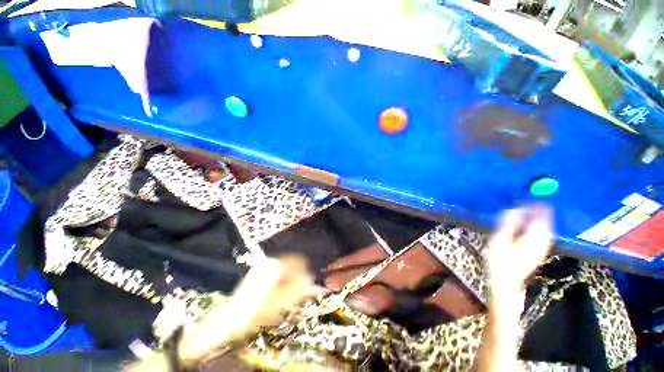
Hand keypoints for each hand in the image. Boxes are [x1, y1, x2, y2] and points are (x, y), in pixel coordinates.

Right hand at [486, 205, 552, 297]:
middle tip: (534, 202)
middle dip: (541, 212)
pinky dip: (542, 227)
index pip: (539, 218)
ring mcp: (542, 248)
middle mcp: (542, 242)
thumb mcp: (499, 241)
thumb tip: (514, 210)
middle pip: (547, 223)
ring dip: (543, 219)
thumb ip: (508, 225)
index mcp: (533, 238)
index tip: (530, 198)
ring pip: (547, 229)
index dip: (535, 207)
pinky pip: (545, 235)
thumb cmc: (499, 261)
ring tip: (536, 210)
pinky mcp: (539, 252)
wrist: (507, 282)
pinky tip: (536, 226)